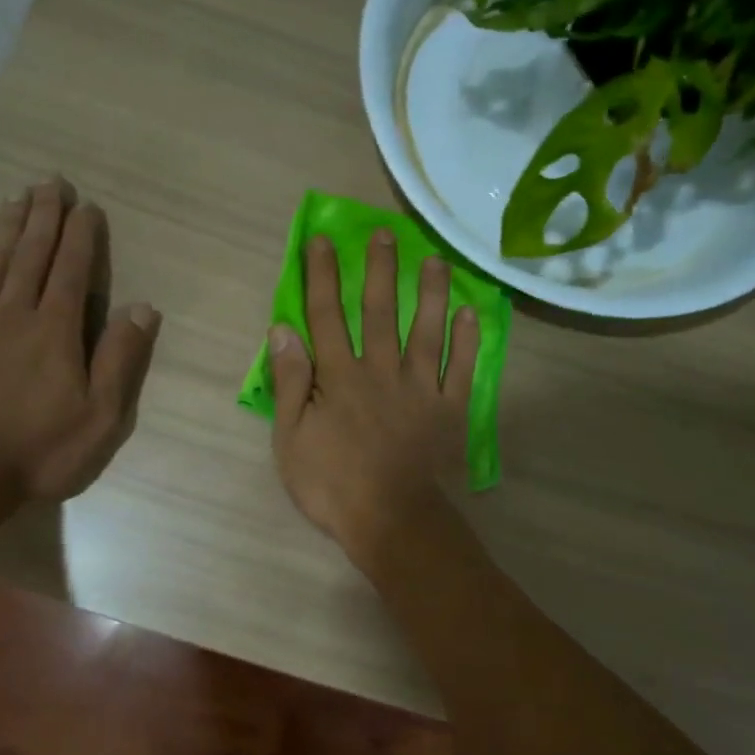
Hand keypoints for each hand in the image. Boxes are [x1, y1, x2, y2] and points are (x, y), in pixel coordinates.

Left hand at [0, 177, 158, 501]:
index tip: (86, 205)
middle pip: (31, 255)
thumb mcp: (102, 414)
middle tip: (51, 182)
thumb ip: (121, 358)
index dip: (81, 235)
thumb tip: (143, 307)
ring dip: (9, 228)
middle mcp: (15, 314)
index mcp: (56, 330)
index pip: (71, 270)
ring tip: (18, 198)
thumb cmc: (43, 449)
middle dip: (44, 216)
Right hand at [269, 229, 479, 573]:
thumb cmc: (333, 485)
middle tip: (385, 234)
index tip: (321, 241)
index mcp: (339, 376)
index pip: (326, 315)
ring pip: (426, 329)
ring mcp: (421, 387)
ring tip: (434, 259)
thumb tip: (282, 330)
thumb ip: (289, 383)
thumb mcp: (290, 439)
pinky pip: (462, 367)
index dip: (322, 276)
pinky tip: (471, 312)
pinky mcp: (450, 409)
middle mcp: (381, 369)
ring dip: (430, 291)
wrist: (393, 520)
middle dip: (379, 269)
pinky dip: (468, 339)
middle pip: (379, 310)